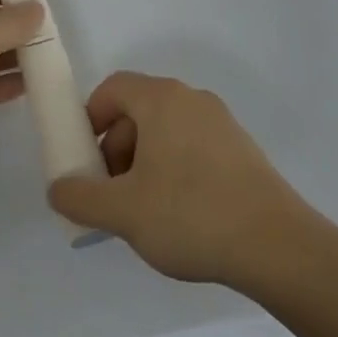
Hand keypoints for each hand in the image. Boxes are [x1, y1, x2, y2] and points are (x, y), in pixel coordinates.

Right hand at [47, 72, 323, 289]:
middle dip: (116, 148)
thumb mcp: (122, 212)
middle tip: (113, 193)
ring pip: (167, 131)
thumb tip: (57, 189)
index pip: (112, 88)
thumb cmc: (191, 216)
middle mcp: (191, 99)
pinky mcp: (243, 150)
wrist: (280, 248)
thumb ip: (80, 197)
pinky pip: (194, 147)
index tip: (86, 160)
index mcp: (161, 99)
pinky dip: (176, 169)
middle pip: (138, 110)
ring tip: (146, 211)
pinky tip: (182, 215)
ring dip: (145, 162)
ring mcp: (222, 123)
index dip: (90, 119)